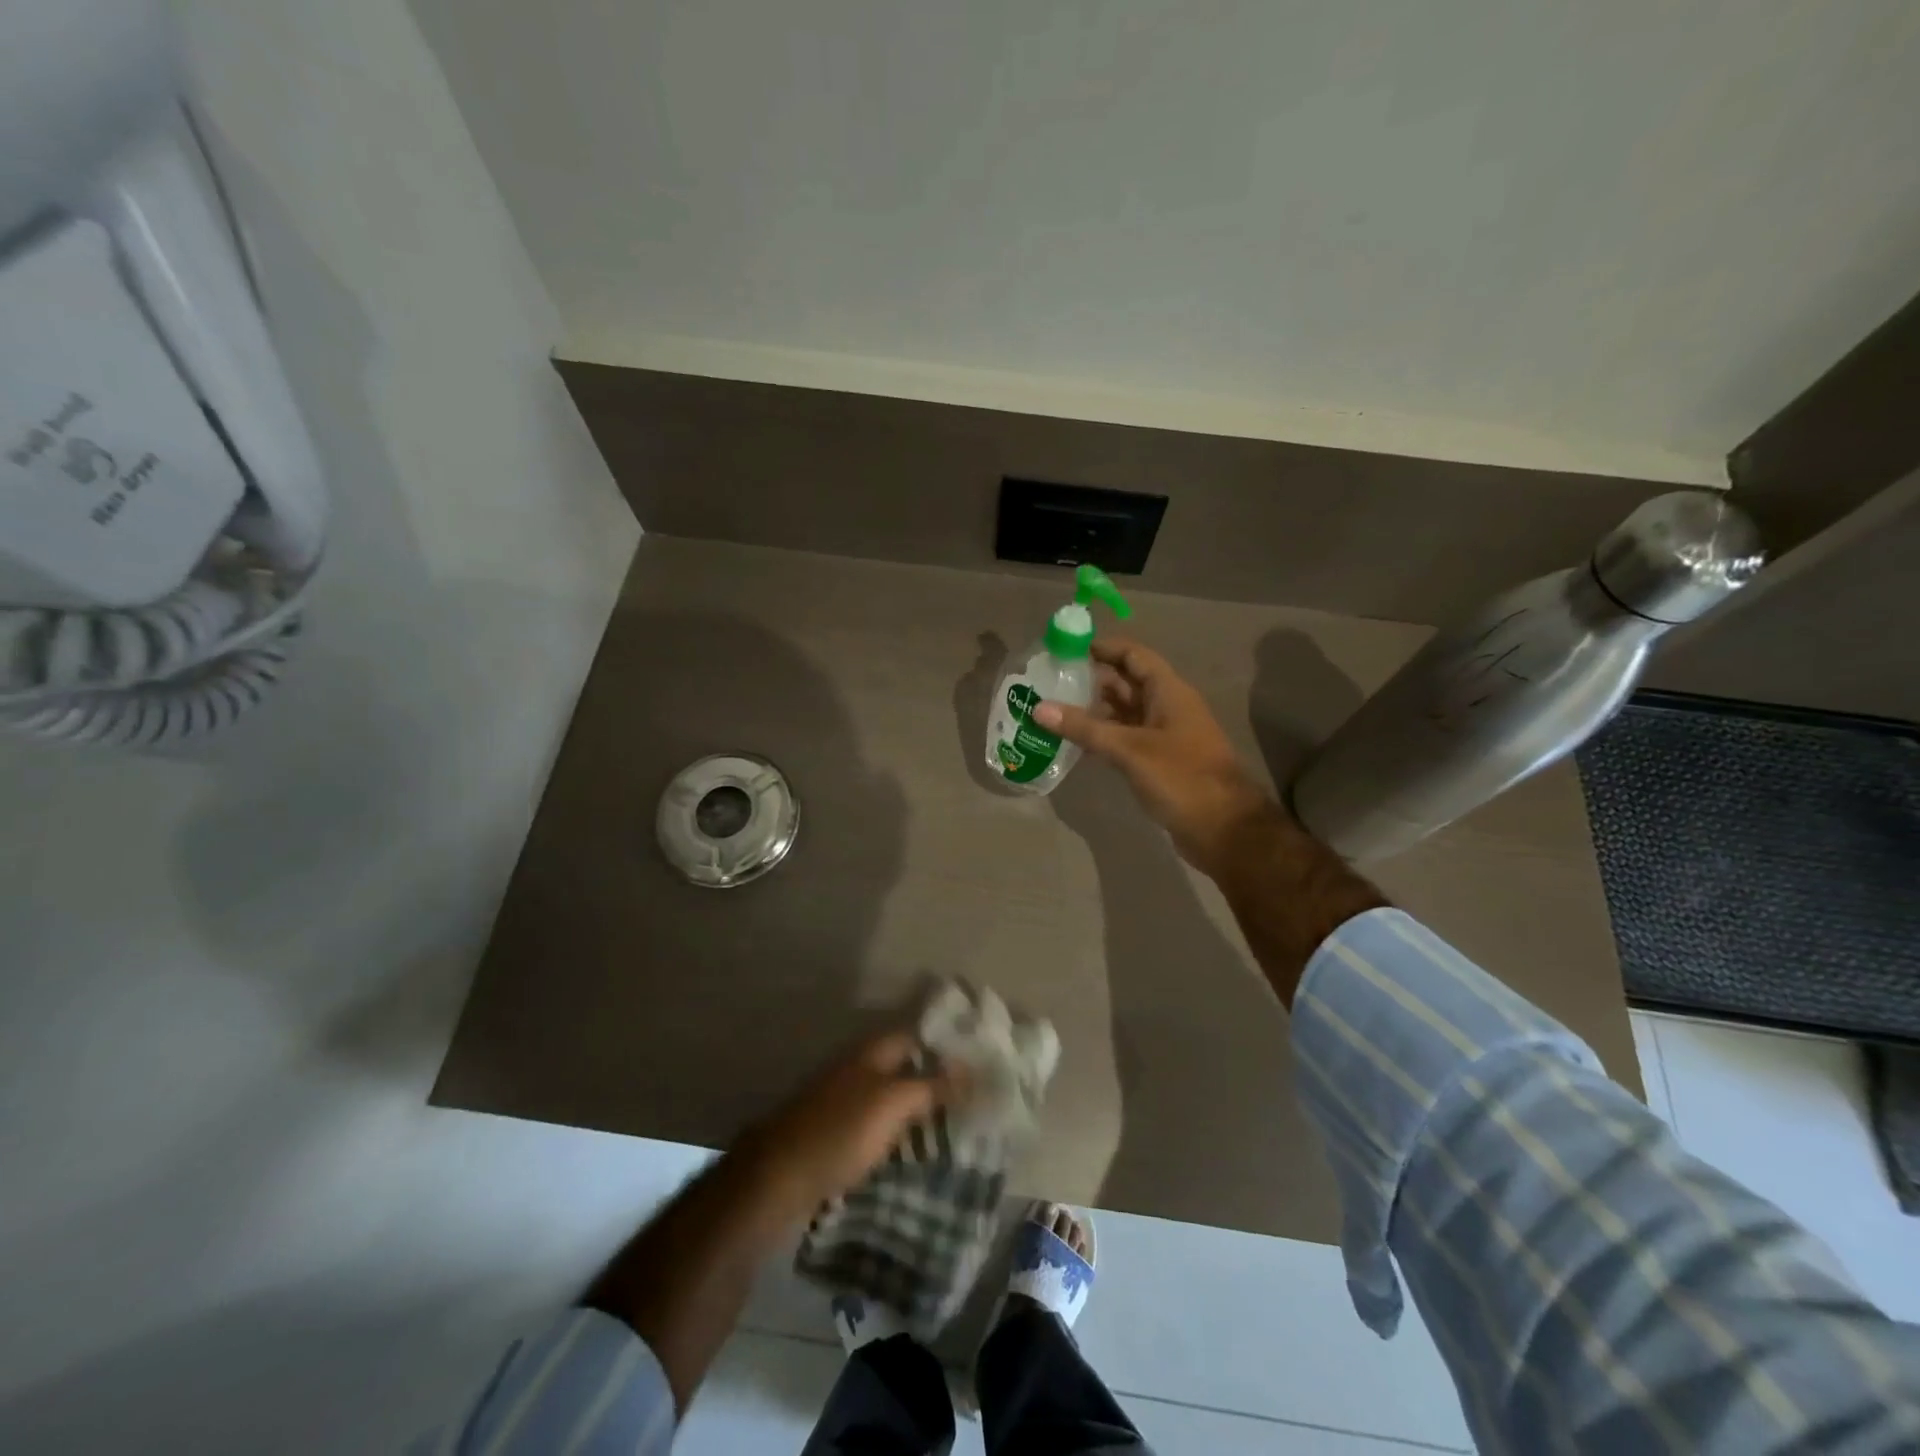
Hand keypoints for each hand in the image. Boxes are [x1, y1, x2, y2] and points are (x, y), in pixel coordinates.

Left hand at [736, 1031, 964, 1221]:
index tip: (979, 1063)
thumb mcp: (892, 1104)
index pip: (917, 1036)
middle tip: (974, 1101)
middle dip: (935, 1080)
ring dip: (918, 1110)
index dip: (946, 1046)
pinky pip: (877, 1125)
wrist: (777, 1177)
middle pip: (904, 1067)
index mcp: (870, 1052)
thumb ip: (931, 1085)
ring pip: (891, 1097)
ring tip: (955, 1130)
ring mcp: (843, 1100)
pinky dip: (897, 1133)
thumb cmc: (840, 1132)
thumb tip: (970, 1067)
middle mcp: (857, 1068)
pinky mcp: (835, 1134)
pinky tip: (915, 1151)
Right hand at [1035, 637, 1276, 875]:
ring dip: (1094, 711)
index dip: (1104, 648)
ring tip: (1054, 710)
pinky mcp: (1159, 761)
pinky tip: (1075, 742)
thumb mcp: (1129, 749)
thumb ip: (1084, 728)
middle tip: (1050, 682)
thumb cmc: (1181, 778)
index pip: (1134, 656)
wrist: (1223, 829)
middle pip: (1127, 683)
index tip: (1067, 649)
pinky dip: (1103, 736)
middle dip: (1091, 680)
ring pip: (1125, 713)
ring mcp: (1164, 736)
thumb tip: (1039, 708)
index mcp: (1169, 692)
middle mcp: (1167, 707)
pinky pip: (1126, 738)